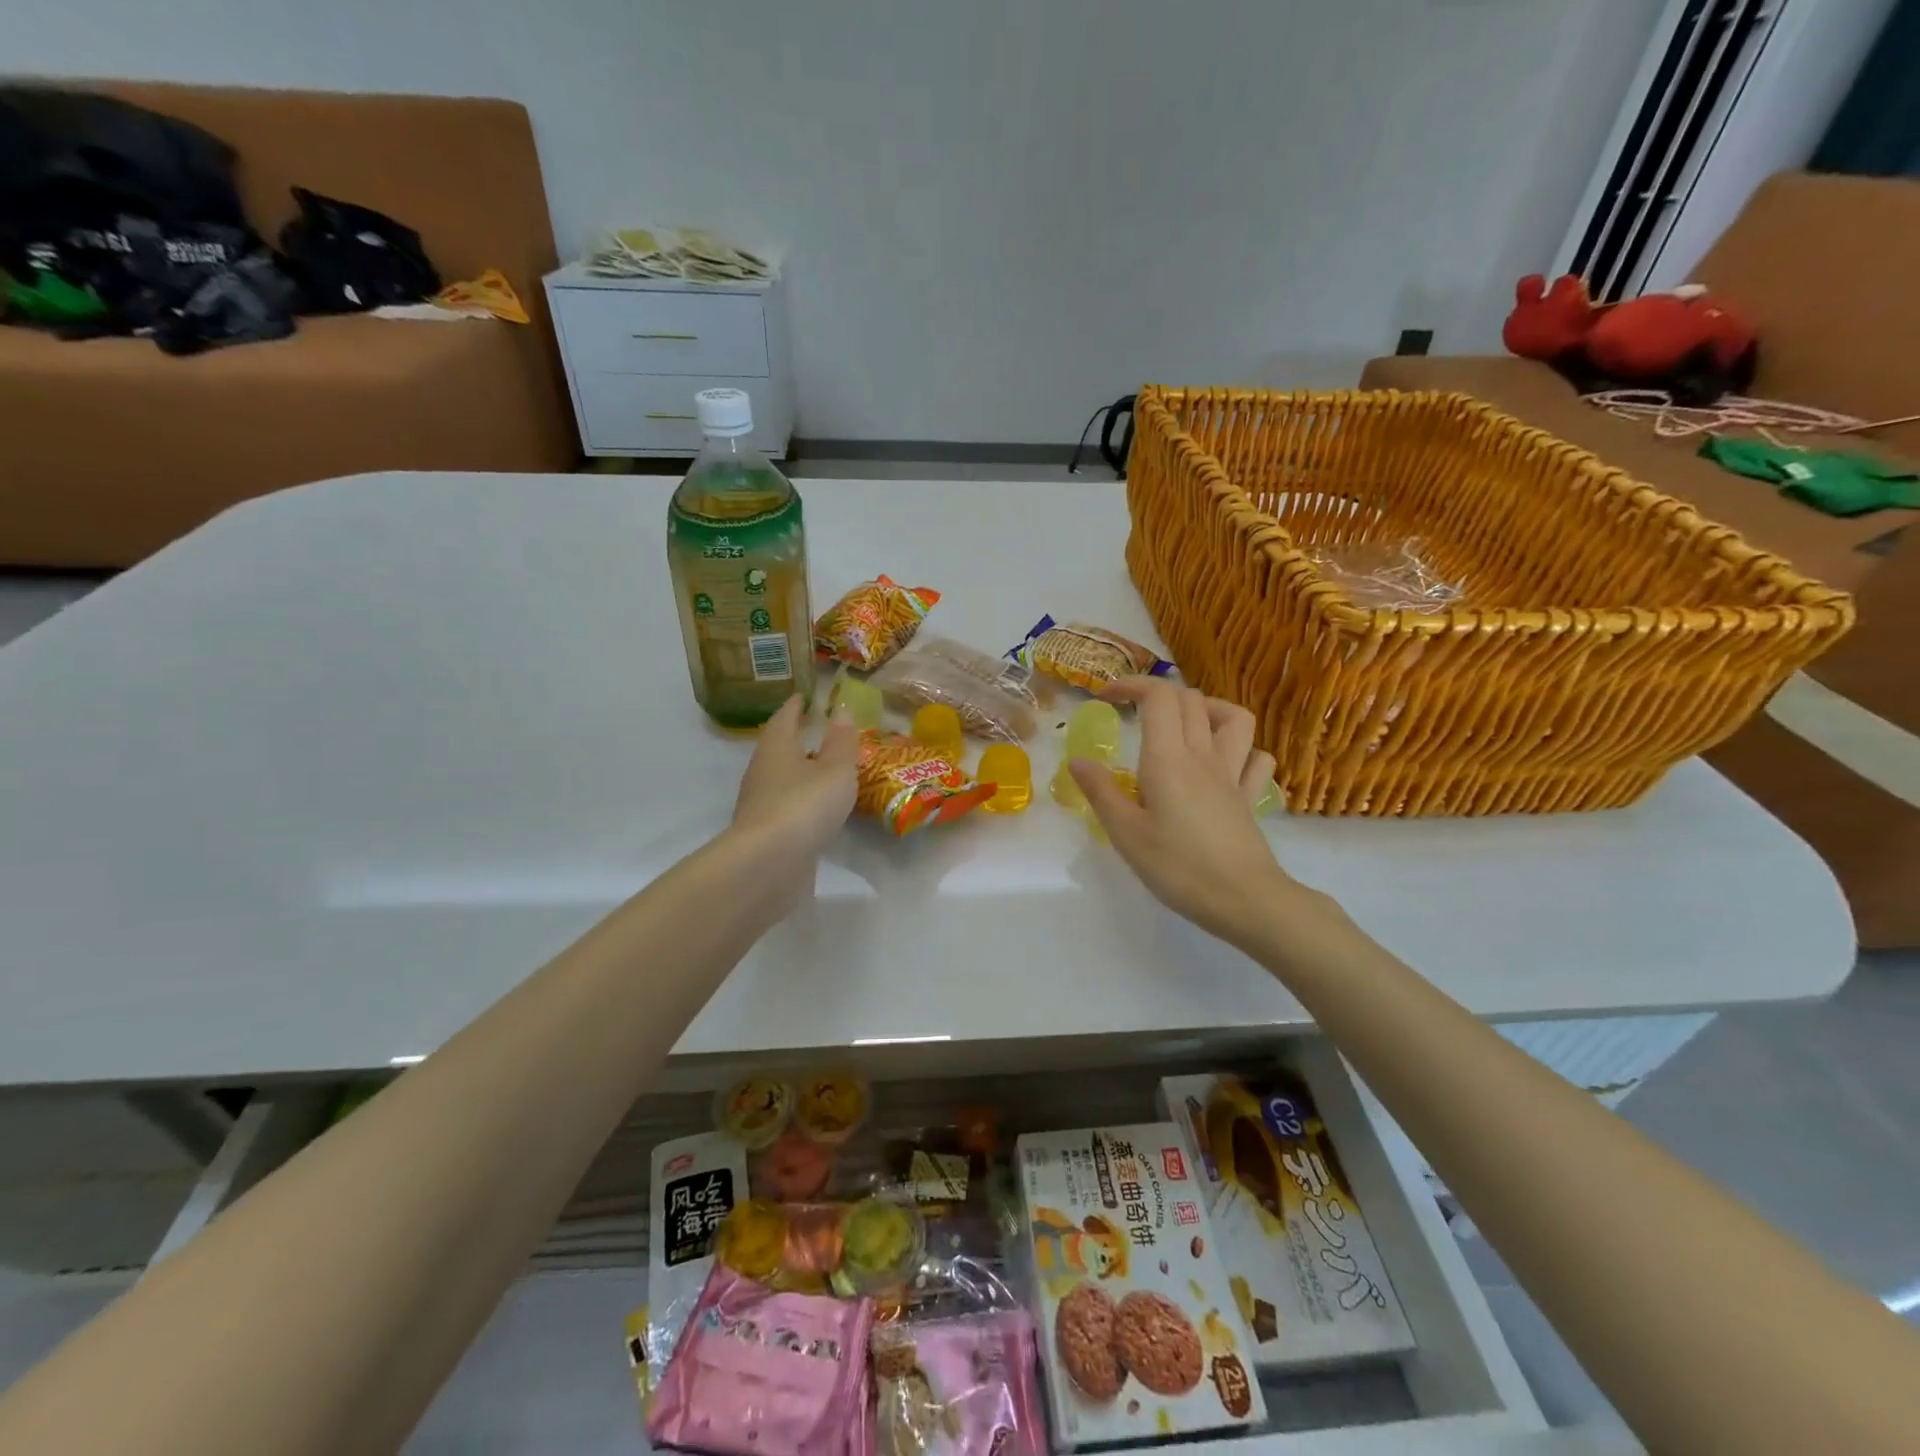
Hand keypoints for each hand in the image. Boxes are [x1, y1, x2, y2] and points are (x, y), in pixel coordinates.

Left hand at [729, 696, 858, 903]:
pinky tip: (817, 809)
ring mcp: (760, 804)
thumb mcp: (835, 769)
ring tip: (825, 771)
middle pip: (778, 748)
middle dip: (796, 739)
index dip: (796, 706)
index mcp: (776, 747)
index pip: (784, 718)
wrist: (769, 864)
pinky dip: (801, 801)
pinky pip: (786, 807)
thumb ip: (841, 742)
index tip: (805, 697)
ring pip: (781, 779)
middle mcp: (762, 771)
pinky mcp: (765, 833)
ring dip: (800, 772)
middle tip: (818, 732)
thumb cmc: (805, 805)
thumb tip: (840, 712)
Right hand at [1069, 678, 1297, 947]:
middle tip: (1134, 713)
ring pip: (1234, 717)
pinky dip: (1241, 750)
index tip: (1106, 697)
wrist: (1244, 899)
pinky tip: (1223, 764)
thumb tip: (1078, 761)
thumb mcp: (1126, 833)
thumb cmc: (1178, 867)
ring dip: (1207, 709)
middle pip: (1191, 699)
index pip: (1158, 697)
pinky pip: (1256, 757)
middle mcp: (1203, 755)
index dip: (1132, 685)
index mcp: (1168, 759)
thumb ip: (1101, 792)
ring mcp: (1233, 774)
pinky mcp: (1249, 796)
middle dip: (1159, 694)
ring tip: (1184, 726)